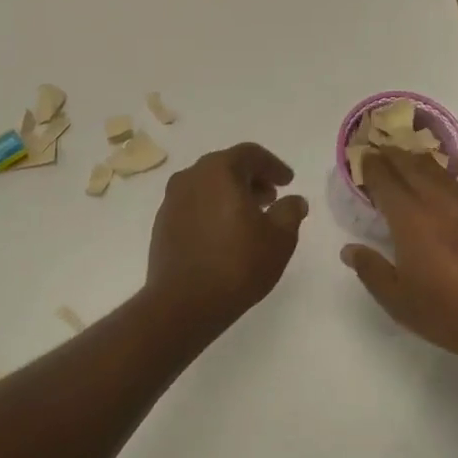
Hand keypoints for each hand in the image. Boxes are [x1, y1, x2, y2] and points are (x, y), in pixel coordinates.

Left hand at [146, 143, 309, 330]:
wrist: (184, 302)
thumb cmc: (238, 264)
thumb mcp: (279, 238)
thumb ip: (290, 212)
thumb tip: (294, 200)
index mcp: (219, 170)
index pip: (250, 154)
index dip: (273, 166)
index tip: (288, 182)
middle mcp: (191, 177)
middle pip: (226, 167)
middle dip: (251, 179)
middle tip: (271, 198)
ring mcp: (172, 200)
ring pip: (207, 186)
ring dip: (230, 195)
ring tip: (250, 218)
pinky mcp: (162, 223)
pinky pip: (193, 205)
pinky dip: (212, 210)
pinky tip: (224, 234)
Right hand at [341, 151, 457, 367]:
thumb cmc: (450, 312)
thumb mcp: (398, 300)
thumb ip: (371, 270)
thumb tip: (349, 250)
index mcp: (408, 217)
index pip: (383, 179)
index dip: (370, 166)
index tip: (361, 157)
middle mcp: (437, 199)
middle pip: (410, 165)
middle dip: (392, 155)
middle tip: (380, 149)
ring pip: (439, 168)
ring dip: (420, 158)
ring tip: (409, 154)